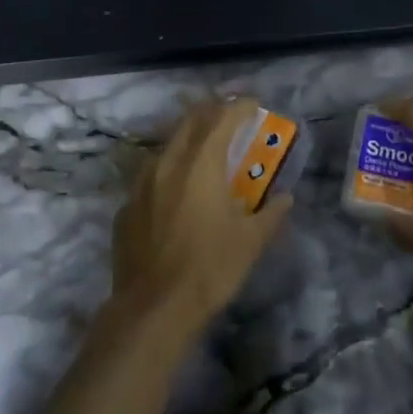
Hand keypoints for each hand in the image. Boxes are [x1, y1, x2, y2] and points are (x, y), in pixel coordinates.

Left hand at [110, 99, 293, 337]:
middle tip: (229, 115)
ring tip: (203, 150)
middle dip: (211, 112)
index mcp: (201, 163)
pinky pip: (150, 177)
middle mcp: (168, 162)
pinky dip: (168, 173)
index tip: (253, 105)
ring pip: (167, 146)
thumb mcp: (250, 242)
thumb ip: (270, 214)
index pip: (222, 118)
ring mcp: (141, 183)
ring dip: (188, 139)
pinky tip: (175, 192)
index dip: (240, 107)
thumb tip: (285, 198)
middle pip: (190, 121)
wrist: (152, 308)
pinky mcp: (127, 207)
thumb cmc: (209, 268)